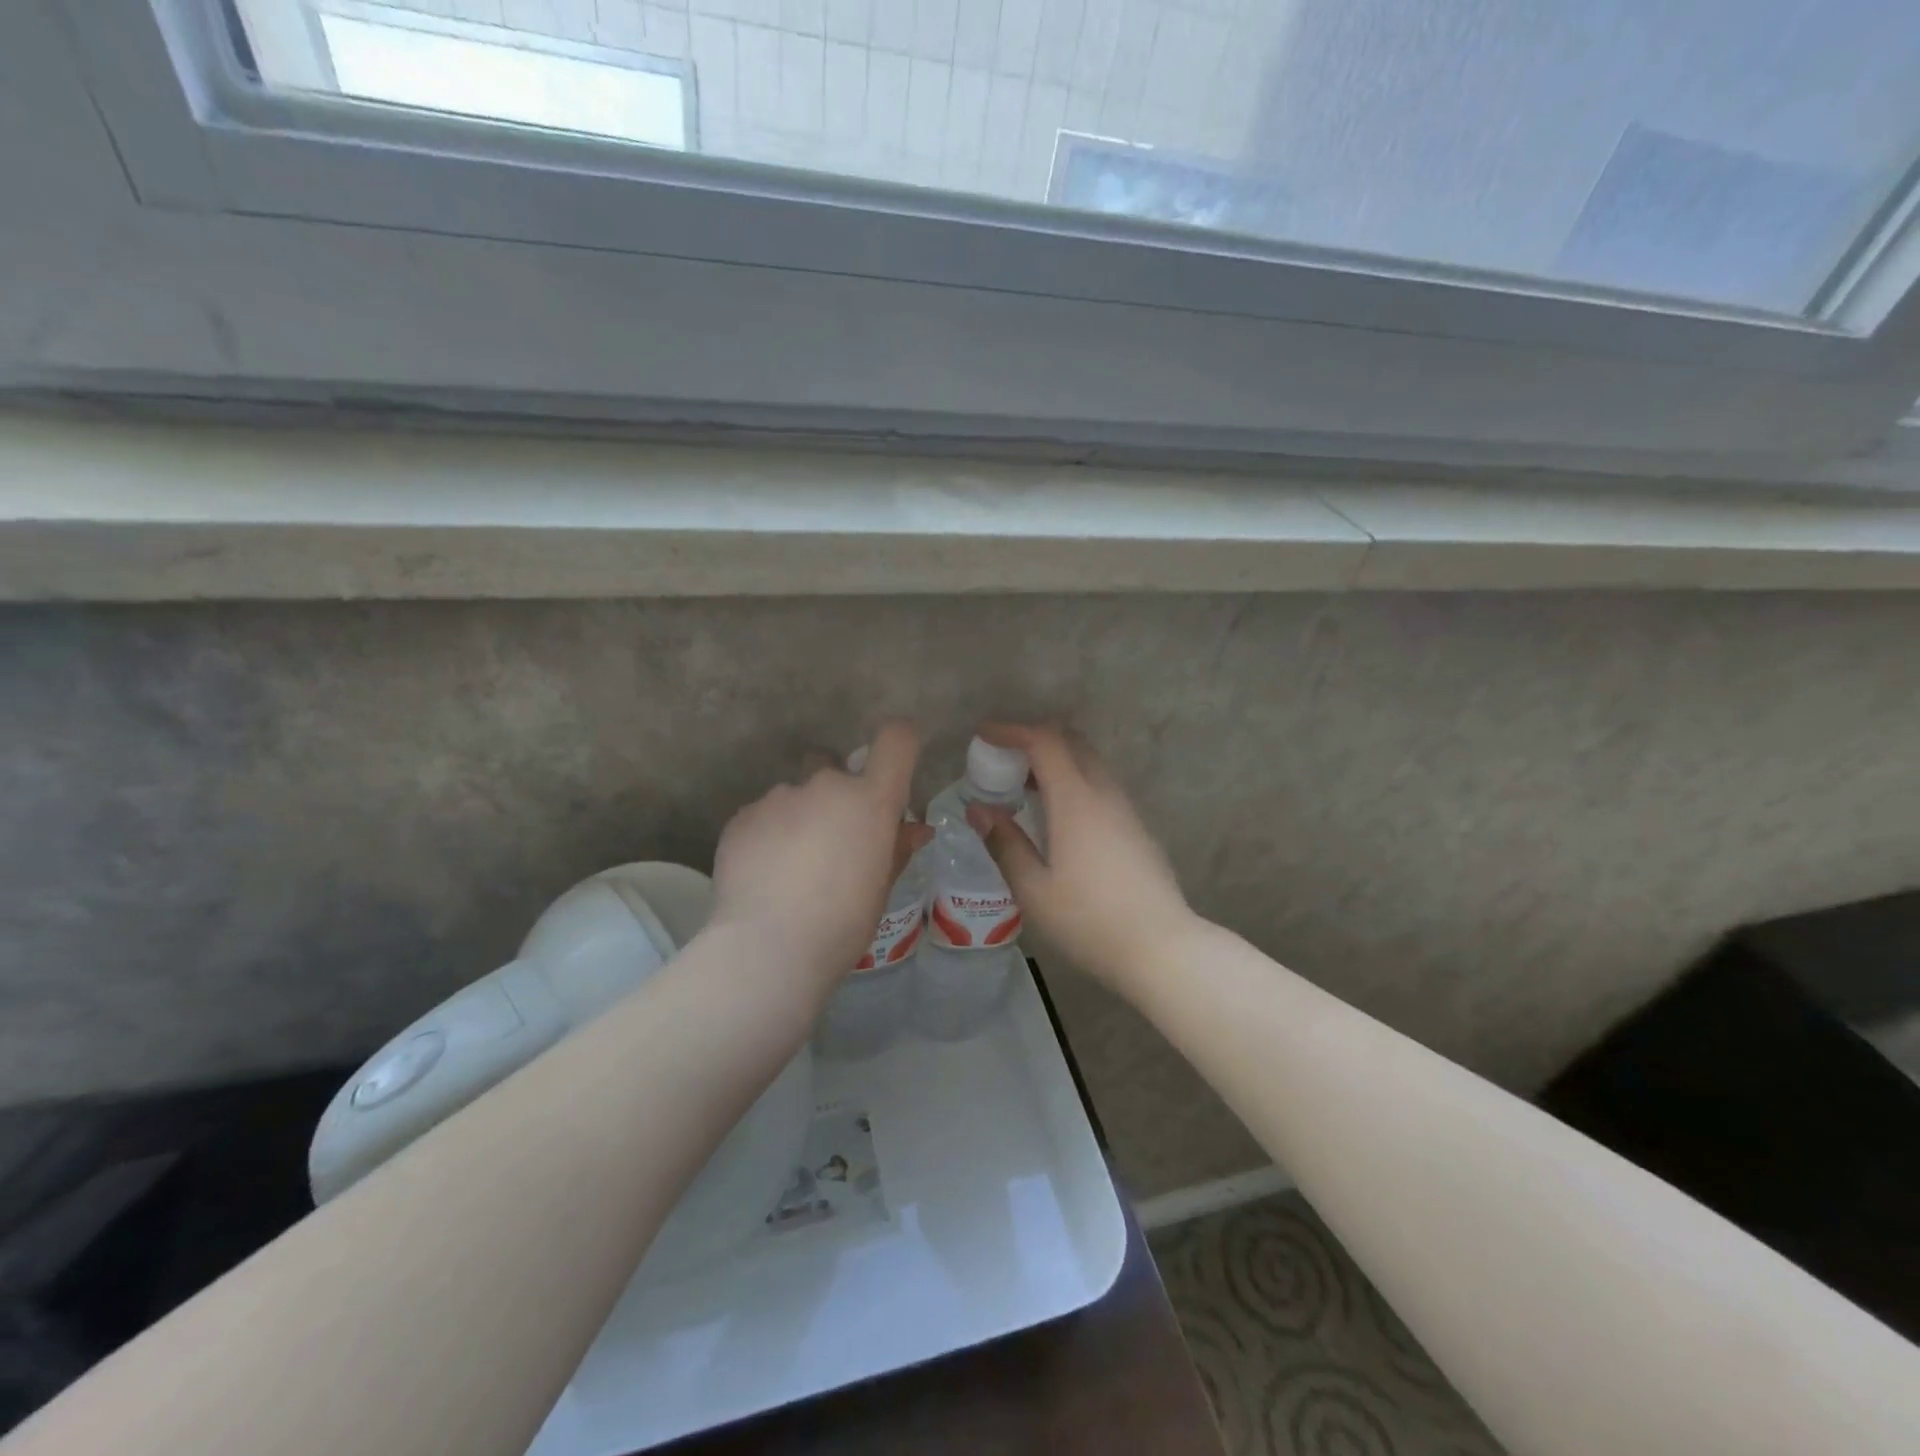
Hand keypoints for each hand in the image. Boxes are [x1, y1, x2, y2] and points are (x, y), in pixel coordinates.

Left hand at [711, 720, 932, 987]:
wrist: (767, 948)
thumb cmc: (842, 922)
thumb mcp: (881, 888)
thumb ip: (896, 848)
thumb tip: (916, 828)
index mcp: (870, 800)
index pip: (896, 740)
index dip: (899, 743)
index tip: (893, 766)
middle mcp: (826, 785)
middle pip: (833, 766)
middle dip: (834, 793)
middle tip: (831, 840)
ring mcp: (780, 797)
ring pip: (795, 795)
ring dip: (798, 818)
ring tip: (790, 867)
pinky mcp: (742, 816)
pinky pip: (763, 816)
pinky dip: (767, 836)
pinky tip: (764, 874)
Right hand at [964, 722, 1196, 996]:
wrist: (1162, 949)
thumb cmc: (1089, 921)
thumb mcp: (1034, 889)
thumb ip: (1005, 843)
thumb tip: (978, 809)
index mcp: (1076, 801)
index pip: (1045, 742)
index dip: (1012, 731)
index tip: (983, 734)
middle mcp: (1104, 793)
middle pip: (1071, 742)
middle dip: (1035, 739)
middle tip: (1003, 759)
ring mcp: (1125, 809)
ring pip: (1089, 762)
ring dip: (1056, 760)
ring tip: (1024, 787)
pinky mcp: (1136, 827)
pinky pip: (1100, 784)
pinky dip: (1073, 779)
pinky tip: (1057, 814)